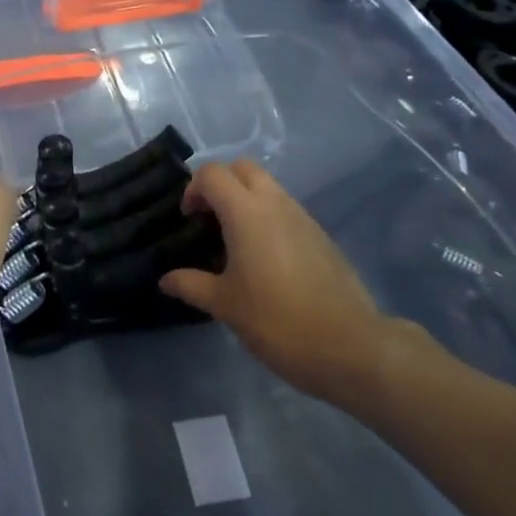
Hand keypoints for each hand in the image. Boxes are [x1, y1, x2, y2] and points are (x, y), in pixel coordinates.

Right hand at [160, 160, 424, 411]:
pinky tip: (264, 259)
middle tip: (209, 219)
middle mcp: (275, 203)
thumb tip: (165, 279)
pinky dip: (268, 218)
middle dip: (221, 184)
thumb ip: (191, 284)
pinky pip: (286, 210)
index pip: (212, 174)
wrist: (350, 346)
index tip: (188, 220)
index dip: (193, 189)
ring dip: (246, 200)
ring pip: (268, 187)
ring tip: (234, 241)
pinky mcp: (321, 235)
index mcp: (246, 212)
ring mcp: (303, 217)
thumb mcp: (225, 305)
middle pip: (243, 169)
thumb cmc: (277, 320)